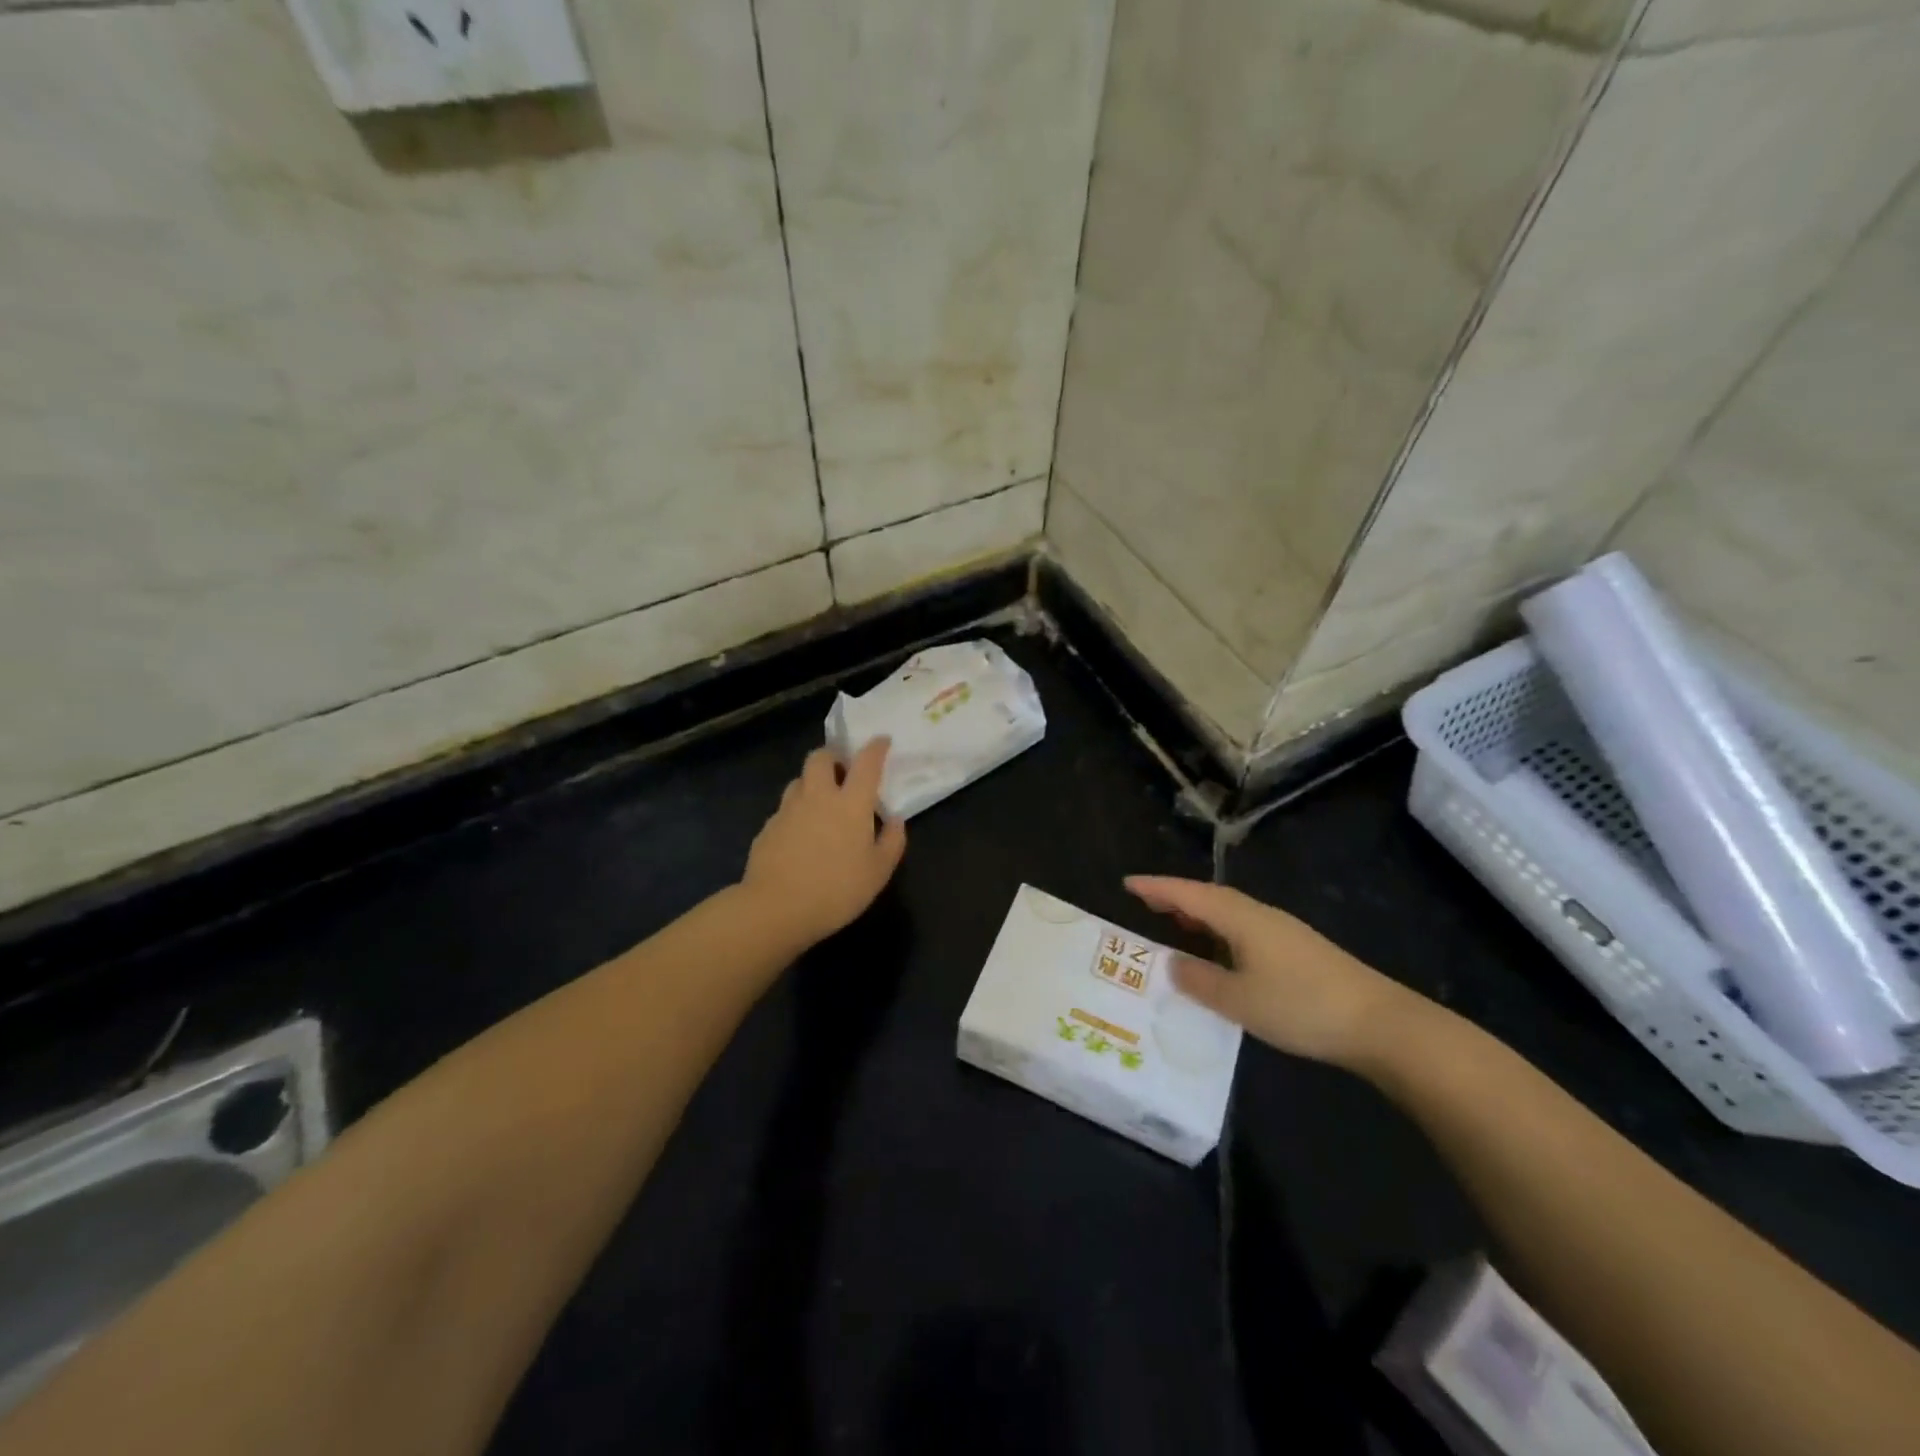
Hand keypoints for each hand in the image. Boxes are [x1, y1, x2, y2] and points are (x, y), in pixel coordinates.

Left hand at [743, 740, 906, 947]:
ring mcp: (788, 810)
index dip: (876, 748)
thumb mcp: (878, 872)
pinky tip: (801, 835)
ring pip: (799, 780)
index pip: (866, 763)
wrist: (776, 908)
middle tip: (844, 772)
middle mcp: (818, 797)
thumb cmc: (836, 890)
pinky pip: (784, 809)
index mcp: (850, 803)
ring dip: (812, 783)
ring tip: (821, 803)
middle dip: (834, 756)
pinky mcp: (767, 828)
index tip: (882, 741)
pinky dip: (796, 812)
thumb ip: (892, 842)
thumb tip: (895, 820)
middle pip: (821, 758)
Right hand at [1125, 876, 1422, 1066]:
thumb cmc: (1302, 1006)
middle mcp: (1260, 915)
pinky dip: (1220, 931)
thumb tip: (1172, 963)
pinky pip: (1244, 928)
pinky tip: (1221, 952)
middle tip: (1145, 902)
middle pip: (1210, 897)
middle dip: (1176, 897)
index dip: (1157, 888)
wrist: (1380, 1023)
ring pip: (1229, 912)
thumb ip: (1200, 981)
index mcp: (1241, 918)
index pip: (1189, 894)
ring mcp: (1283, 931)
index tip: (1127, 883)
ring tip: (1175, 924)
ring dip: (1199, 914)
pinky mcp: (1298, 950)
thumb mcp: (1240, 1000)